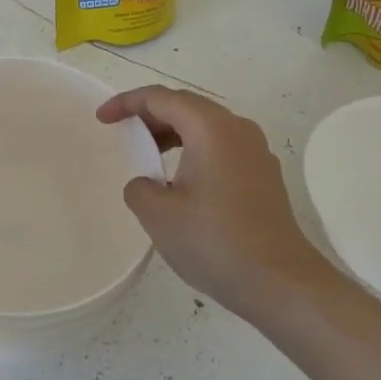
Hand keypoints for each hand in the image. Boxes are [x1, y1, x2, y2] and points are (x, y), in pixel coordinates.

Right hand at [97, 86, 327, 317]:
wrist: (278, 281)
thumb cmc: (213, 240)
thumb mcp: (158, 214)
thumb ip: (140, 188)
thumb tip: (149, 184)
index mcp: (211, 128)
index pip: (161, 98)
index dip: (127, 103)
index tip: (102, 119)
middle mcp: (237, 130)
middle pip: (187, 107)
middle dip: (150, 114)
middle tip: (122, 131)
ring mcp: (256, 153)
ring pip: (206, 128)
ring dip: (173, 133)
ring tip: (148, 154)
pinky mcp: (263, 176)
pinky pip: (221, 148)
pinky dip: (194, 151)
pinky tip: (181, 181)